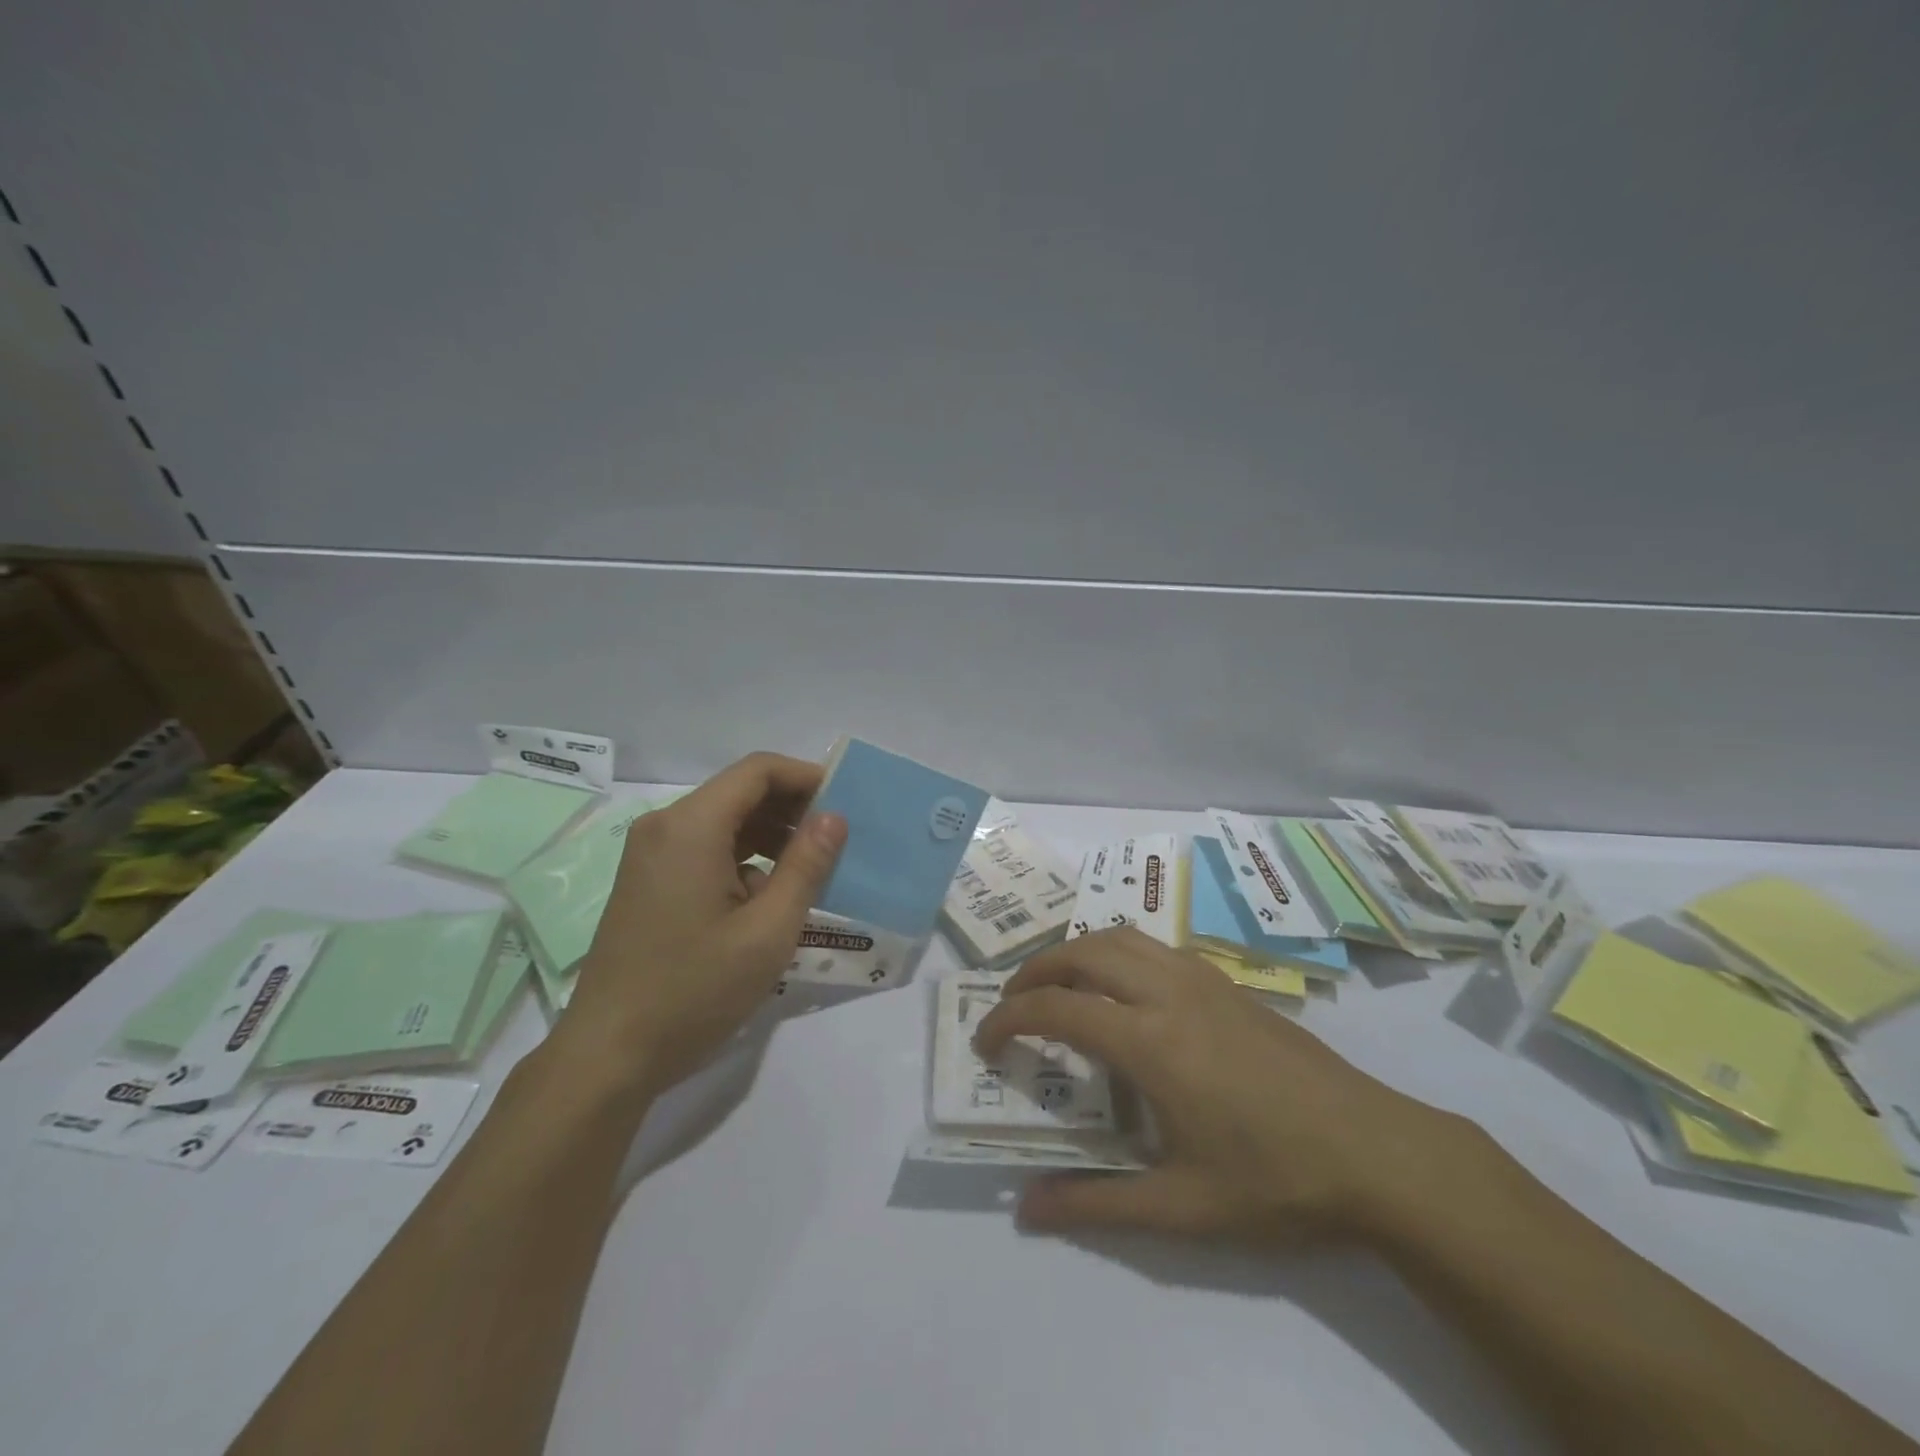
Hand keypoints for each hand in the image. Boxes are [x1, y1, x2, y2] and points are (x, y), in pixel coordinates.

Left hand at [556, 752, 846, 1101]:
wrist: (608, 1055)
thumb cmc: (694, 991)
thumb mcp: (768, 931)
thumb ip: (806, 866)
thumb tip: (834, 818)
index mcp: (691, 826)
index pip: (758, 770)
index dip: (806, 777)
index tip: (846, 802)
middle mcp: (665, 826)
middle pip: (740, 792)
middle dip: (792, 808)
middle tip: (836, 841)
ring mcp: (650, 854)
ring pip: (724, 821)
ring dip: (770, 836)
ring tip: (810, 872)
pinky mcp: (648, 881)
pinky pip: (705, 849)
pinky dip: (743, 859)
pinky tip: (767, 899)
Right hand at [974, 928, 1467, 1245]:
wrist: (1376, 1151)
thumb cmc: (1276, 1181)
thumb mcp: (1182, 1208)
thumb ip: (1097, 1203)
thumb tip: (1026, 1209)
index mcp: (1151, 1042)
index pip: (1058, 1008)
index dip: (1009, 1018)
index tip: (984, 1040)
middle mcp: (1168, 993)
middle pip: (1082, 953)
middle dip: (1034, 971)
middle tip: (1011, 1005)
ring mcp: (1202, 980)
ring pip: (1120, 937)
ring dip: (1076, 952)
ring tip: (1057, 987)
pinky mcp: (1226, 983)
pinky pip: (1153, 947)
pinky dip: (1117, 952)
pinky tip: (1123, 991)